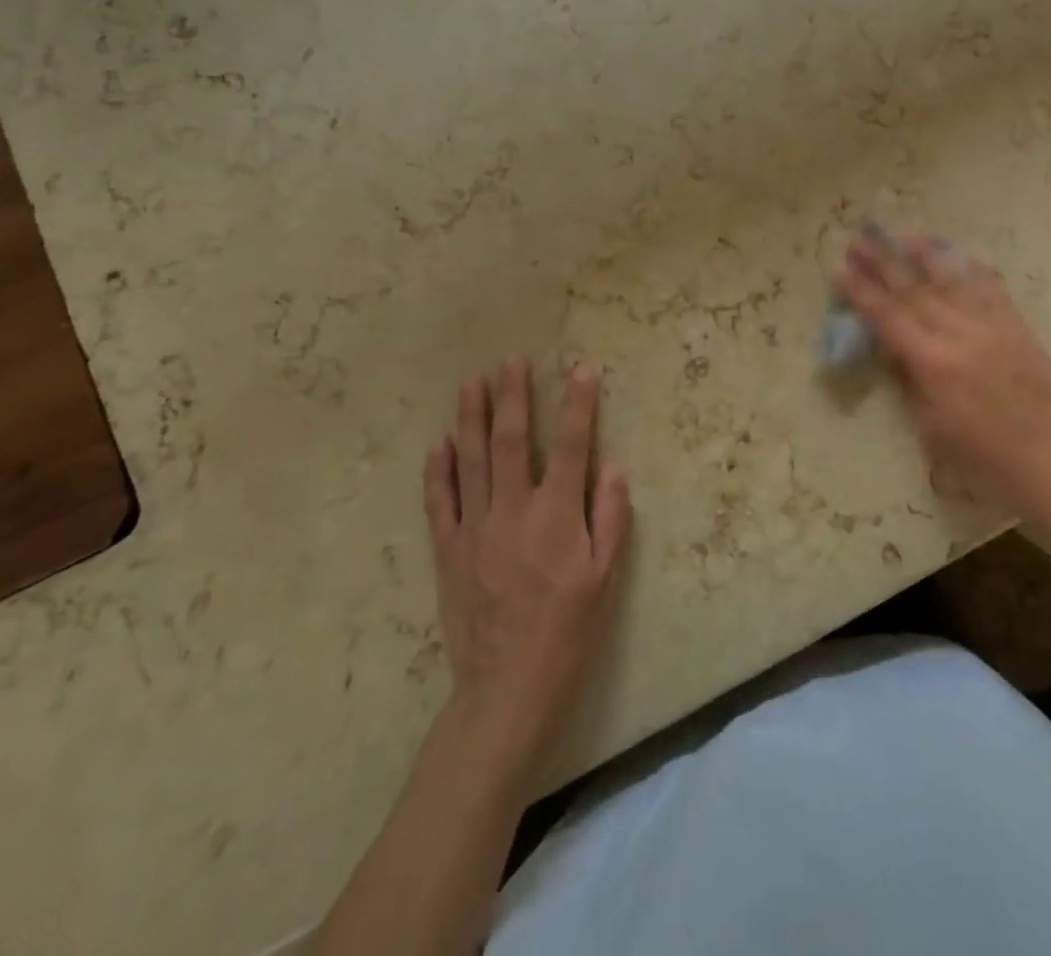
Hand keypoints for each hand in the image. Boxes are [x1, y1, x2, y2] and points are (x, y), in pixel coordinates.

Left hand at [425, 357, 631, 768]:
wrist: (507, 690)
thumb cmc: (568, 633)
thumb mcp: (606, 579)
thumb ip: (610, 518)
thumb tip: (611, 466)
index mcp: (556, 517)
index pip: (571, 445)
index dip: (578, 404)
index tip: (580, 369)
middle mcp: (512, 512)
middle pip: (512, 441)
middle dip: (513, 396)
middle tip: (511, 360)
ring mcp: (474, 530)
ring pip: (471, 461)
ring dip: (472, 417)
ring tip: (472, 383)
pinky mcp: (448, 551)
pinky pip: (439, 502)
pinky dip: (438, 469)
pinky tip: (440, 442)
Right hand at [833, 231, 1050, 529]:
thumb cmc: (982, 459)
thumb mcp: (931, 427)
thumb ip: (910, 380)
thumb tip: (892, 346)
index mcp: (934, 364)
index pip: (888, 317)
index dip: (861, 291)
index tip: (839, 268)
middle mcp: (961, 335)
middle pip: (914, 290)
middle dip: (883, 263)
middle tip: (859, 240)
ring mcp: (993, 326)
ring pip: (952, 280)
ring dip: (923, 254)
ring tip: (901, 233)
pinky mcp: (1018, 327)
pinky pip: (991, 288)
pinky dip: (970, 267)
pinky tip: (956, 252)